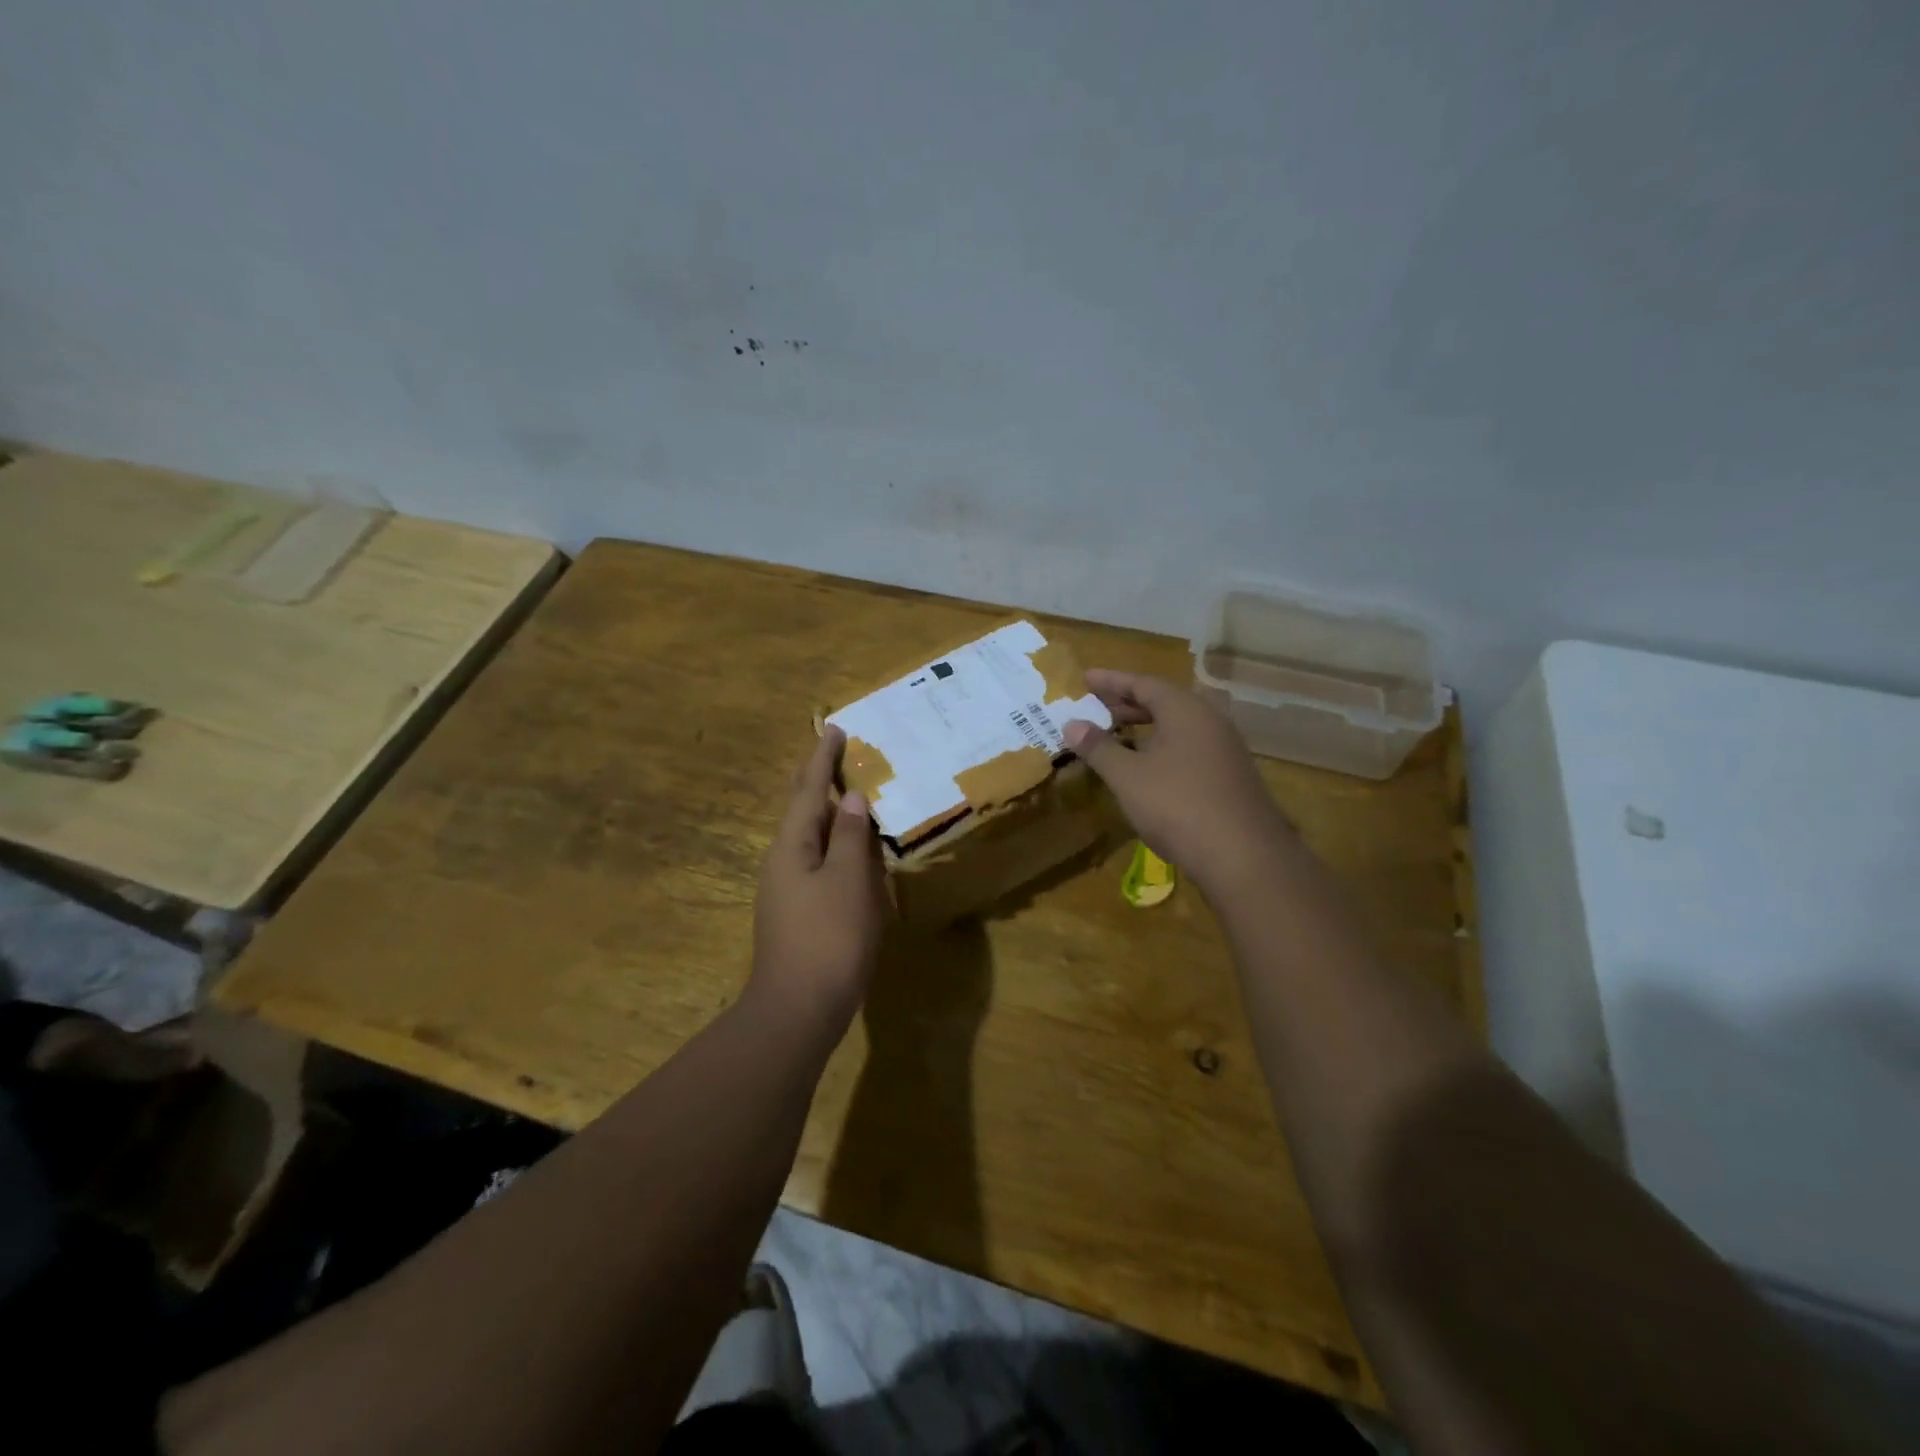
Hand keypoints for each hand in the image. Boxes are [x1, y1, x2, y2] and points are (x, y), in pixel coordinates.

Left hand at [750, 726, 889, 1032]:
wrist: (799, 1009)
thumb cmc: (829, 938)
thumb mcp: (849, 881)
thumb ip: (851, 837)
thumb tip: (852, 799)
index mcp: (792, 845)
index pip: (809, 789)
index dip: (823, 758)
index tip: (834, 728)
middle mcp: (782, 860)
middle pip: (803, 809)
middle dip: (819, 781)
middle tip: (838, 755)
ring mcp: (786, 889)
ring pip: (810, 837)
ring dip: (830, 814)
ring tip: (852, 797)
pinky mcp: (797, 912)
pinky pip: (817, 863)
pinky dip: (835, 845)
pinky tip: (851, 853)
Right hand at [1064, 669, 1294, 895]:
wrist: (1243, 855)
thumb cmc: (1177, 805)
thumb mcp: (1127, 776)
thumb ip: (1098, 747)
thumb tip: (1072, 723)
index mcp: (1185, 709)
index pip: (1142, 682)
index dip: (1110, 681)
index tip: (1084, 678)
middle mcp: (1209, 720)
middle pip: (1163, 701)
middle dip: (1127, 703)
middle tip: (1095, 706)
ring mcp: (1224, 748)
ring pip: (1178, 726)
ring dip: (1145, 726)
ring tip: (1116, 733)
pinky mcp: (1230, 776)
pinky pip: (1189, 747)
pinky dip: (1162, 746)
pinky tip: (1147, 767)